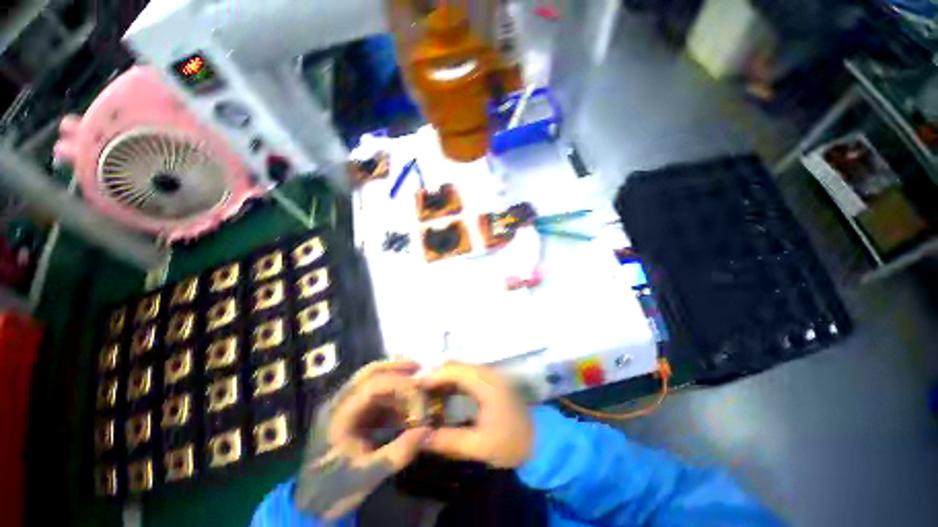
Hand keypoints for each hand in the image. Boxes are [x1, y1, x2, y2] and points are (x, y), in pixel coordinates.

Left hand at [295, 361, 429, 519]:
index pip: (372, 385)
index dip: (400, 385)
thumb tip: (427, 431)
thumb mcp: (366, 475)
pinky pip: (375, 396)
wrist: (311, 504)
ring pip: (373, 381)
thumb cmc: (334, 489)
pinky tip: (405, 405)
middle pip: (370, 373)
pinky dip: (393, 396)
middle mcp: (339, 402)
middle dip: (397, 368)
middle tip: (420, 369)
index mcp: (338, 414)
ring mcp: (345, 407)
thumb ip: (398, 452)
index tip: (420, 396)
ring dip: (396, 381)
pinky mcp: (352, 414)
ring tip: (417, 387)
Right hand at [420, 362, 531, 467]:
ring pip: (461, 369)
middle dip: (435, 375)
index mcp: (486, 384)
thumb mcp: (479, 447)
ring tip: (425, 392)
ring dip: (443, 377)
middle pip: (456, 366)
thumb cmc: (511, 444)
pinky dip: (452, 381)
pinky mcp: (490, 382)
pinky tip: (443, 394)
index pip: (455, 371)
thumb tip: (419, 439)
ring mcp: (490, 376)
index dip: (433, 376)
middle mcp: (487, 374)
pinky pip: (467, 375)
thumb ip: (448, 441)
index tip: (414, 387)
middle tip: (416, 391)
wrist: (539, 442)